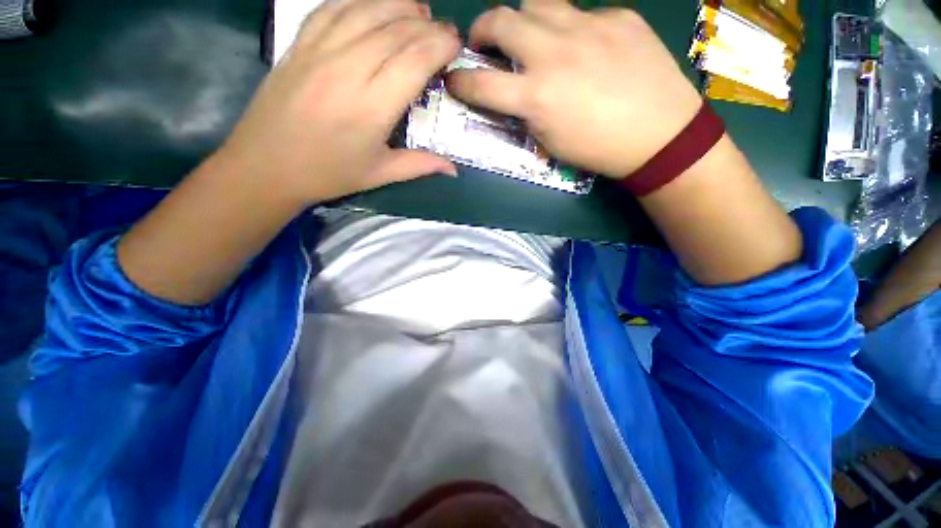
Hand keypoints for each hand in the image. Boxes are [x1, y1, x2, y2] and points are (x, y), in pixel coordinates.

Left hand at [219, 0, 460, 204]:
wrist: (266, 166)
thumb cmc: (329, 174)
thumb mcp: (379, 174)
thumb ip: (420, 165)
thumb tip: (453, 168)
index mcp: (372, 107)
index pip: (414, 60)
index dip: (440, 45)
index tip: (456, 45)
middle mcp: (348, 69)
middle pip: (396, 29)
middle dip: (427, 25)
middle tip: (444, 31)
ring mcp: (319, 50)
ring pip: (367, 9)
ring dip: (399, 4)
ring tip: (418, 11)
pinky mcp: (299, 43)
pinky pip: (333, 7)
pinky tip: (375, 5)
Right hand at [446, 0, 701, 177]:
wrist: (659, 134)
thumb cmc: (598, 149)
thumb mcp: (550, 142)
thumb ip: (526, 112)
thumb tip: (514, 93)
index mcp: (536, 96)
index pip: (481, 83)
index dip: (460, 81)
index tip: (454, 79)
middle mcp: (554, 53)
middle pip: (501, 19)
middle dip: (482, 29)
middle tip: (485, 42)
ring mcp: (588, 27)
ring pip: (537, 3)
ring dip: (525, 21)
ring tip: (533, 39)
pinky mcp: (618, 16)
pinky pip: (582, 13)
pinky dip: (572, 30)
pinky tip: (587, 49)